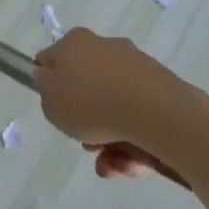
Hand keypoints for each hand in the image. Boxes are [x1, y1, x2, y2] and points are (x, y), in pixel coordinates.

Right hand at [36, 29, 202, 181]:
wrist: (157, 113)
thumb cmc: (91, 103)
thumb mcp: (51, 102)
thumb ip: (45, 90)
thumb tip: (50, 78)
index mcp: (74, 42)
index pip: (53, 61)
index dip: (51, 87)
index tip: (58, 112)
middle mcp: (105, 47)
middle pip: (87, 88)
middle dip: (86, 123)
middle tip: (87, 145)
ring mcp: (136, 67)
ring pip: (114, 108)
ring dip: (110, 141)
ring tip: (113, 166)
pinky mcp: (163, 88)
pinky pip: (140, 117)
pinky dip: (135, 141)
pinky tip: (134, 164)